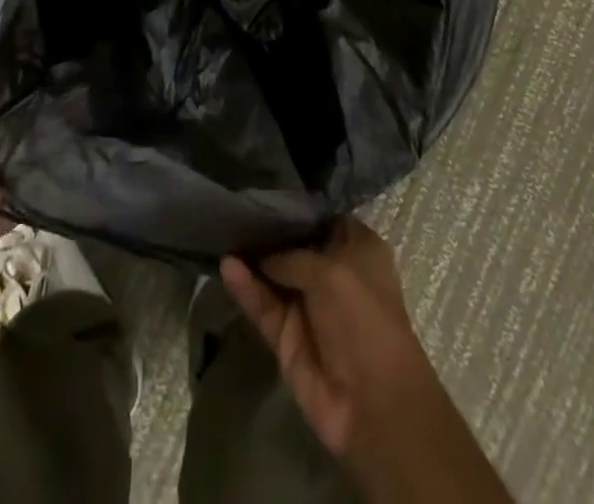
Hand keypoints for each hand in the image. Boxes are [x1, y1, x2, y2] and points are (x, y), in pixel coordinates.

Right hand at [220, 219, 433, 455]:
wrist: (372, 406)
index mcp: (357, 250)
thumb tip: (261, 255)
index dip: (298, 206)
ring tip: (222, 231)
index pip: (324, 219)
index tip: (266, 188)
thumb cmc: (364, 320)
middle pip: (294, 244)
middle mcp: (332, 273)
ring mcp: (307, 306)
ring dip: (251, 257)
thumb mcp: (331, 272)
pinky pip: (262, 305)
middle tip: (234, 203)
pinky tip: (226, 266)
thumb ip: (291, 256)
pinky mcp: (286, 337)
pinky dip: (245, 288)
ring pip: (273, 274)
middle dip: (267, 228)